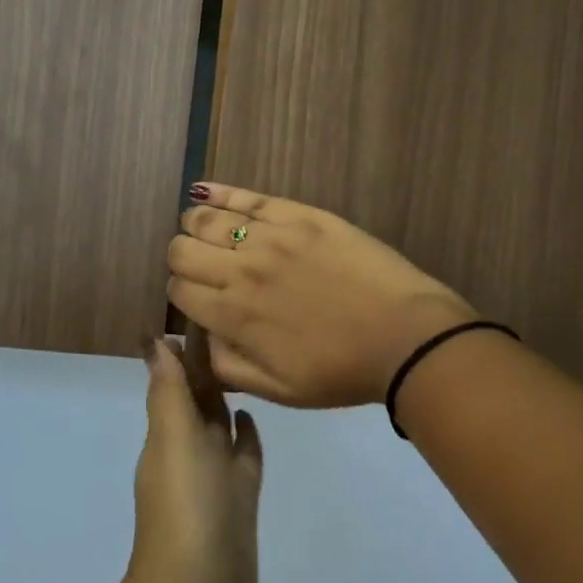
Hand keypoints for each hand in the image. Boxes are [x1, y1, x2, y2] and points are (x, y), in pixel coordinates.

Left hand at [119, 337, 262, 582]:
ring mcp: (215, 476)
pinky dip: (244, 436)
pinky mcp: (239, 499)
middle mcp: (188, 449)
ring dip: (225, 397)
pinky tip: (252, 416)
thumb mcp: (173, 440)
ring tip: (246, 362)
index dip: (185, 348)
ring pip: (219, 424)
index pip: (174, 379)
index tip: (205, 309)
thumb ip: (168, 392)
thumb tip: (153, 340)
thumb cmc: (185, 508)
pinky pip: (242, 457)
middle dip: (207, 365)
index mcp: (167, 432)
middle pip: (197, 397)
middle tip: (235, 325)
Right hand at [167, 184, 477, 409]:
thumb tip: (201, 338)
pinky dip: (219, 192)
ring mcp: (270, 237)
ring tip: (210, 233)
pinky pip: (247, 197)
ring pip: (205, 218)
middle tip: (206, 269)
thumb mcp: (277, 391)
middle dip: (184, 260)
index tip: (200, 299)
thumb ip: (227, 366)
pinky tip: (206, 192)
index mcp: (233, 316)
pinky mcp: (299, 215)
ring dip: (197, 226)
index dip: (182, 294)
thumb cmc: (341, 370)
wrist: (404, 336)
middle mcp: (241, 270)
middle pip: (181, 250)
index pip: (179, 291)